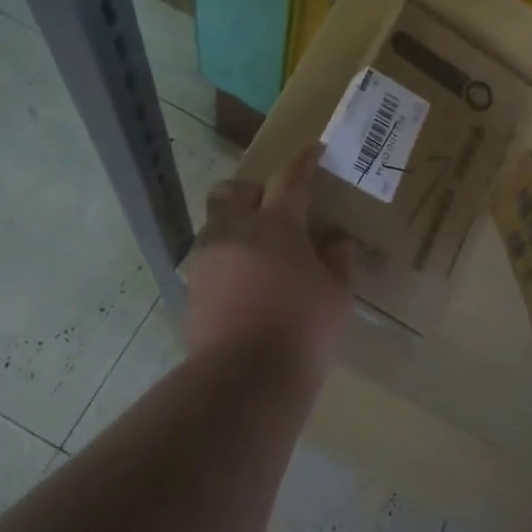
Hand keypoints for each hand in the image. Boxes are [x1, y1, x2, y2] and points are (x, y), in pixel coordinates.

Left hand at [184, 145, 352, 372]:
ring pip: (214, 224)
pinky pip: (207, 260)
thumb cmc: (303, 330)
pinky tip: (241, 286)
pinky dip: (225, 262)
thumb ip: (339, 261)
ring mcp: (208, 260)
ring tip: (255, 253)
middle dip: (250, 191)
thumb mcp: (337, 295)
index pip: (291, 178)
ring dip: (234, 227)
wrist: (245, 379)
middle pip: (232, 190)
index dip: (304, 162)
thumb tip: (337, 241)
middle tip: (271, 208)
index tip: (313, 151)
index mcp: (277, 225)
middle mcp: (236, 232)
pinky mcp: (192, 289)